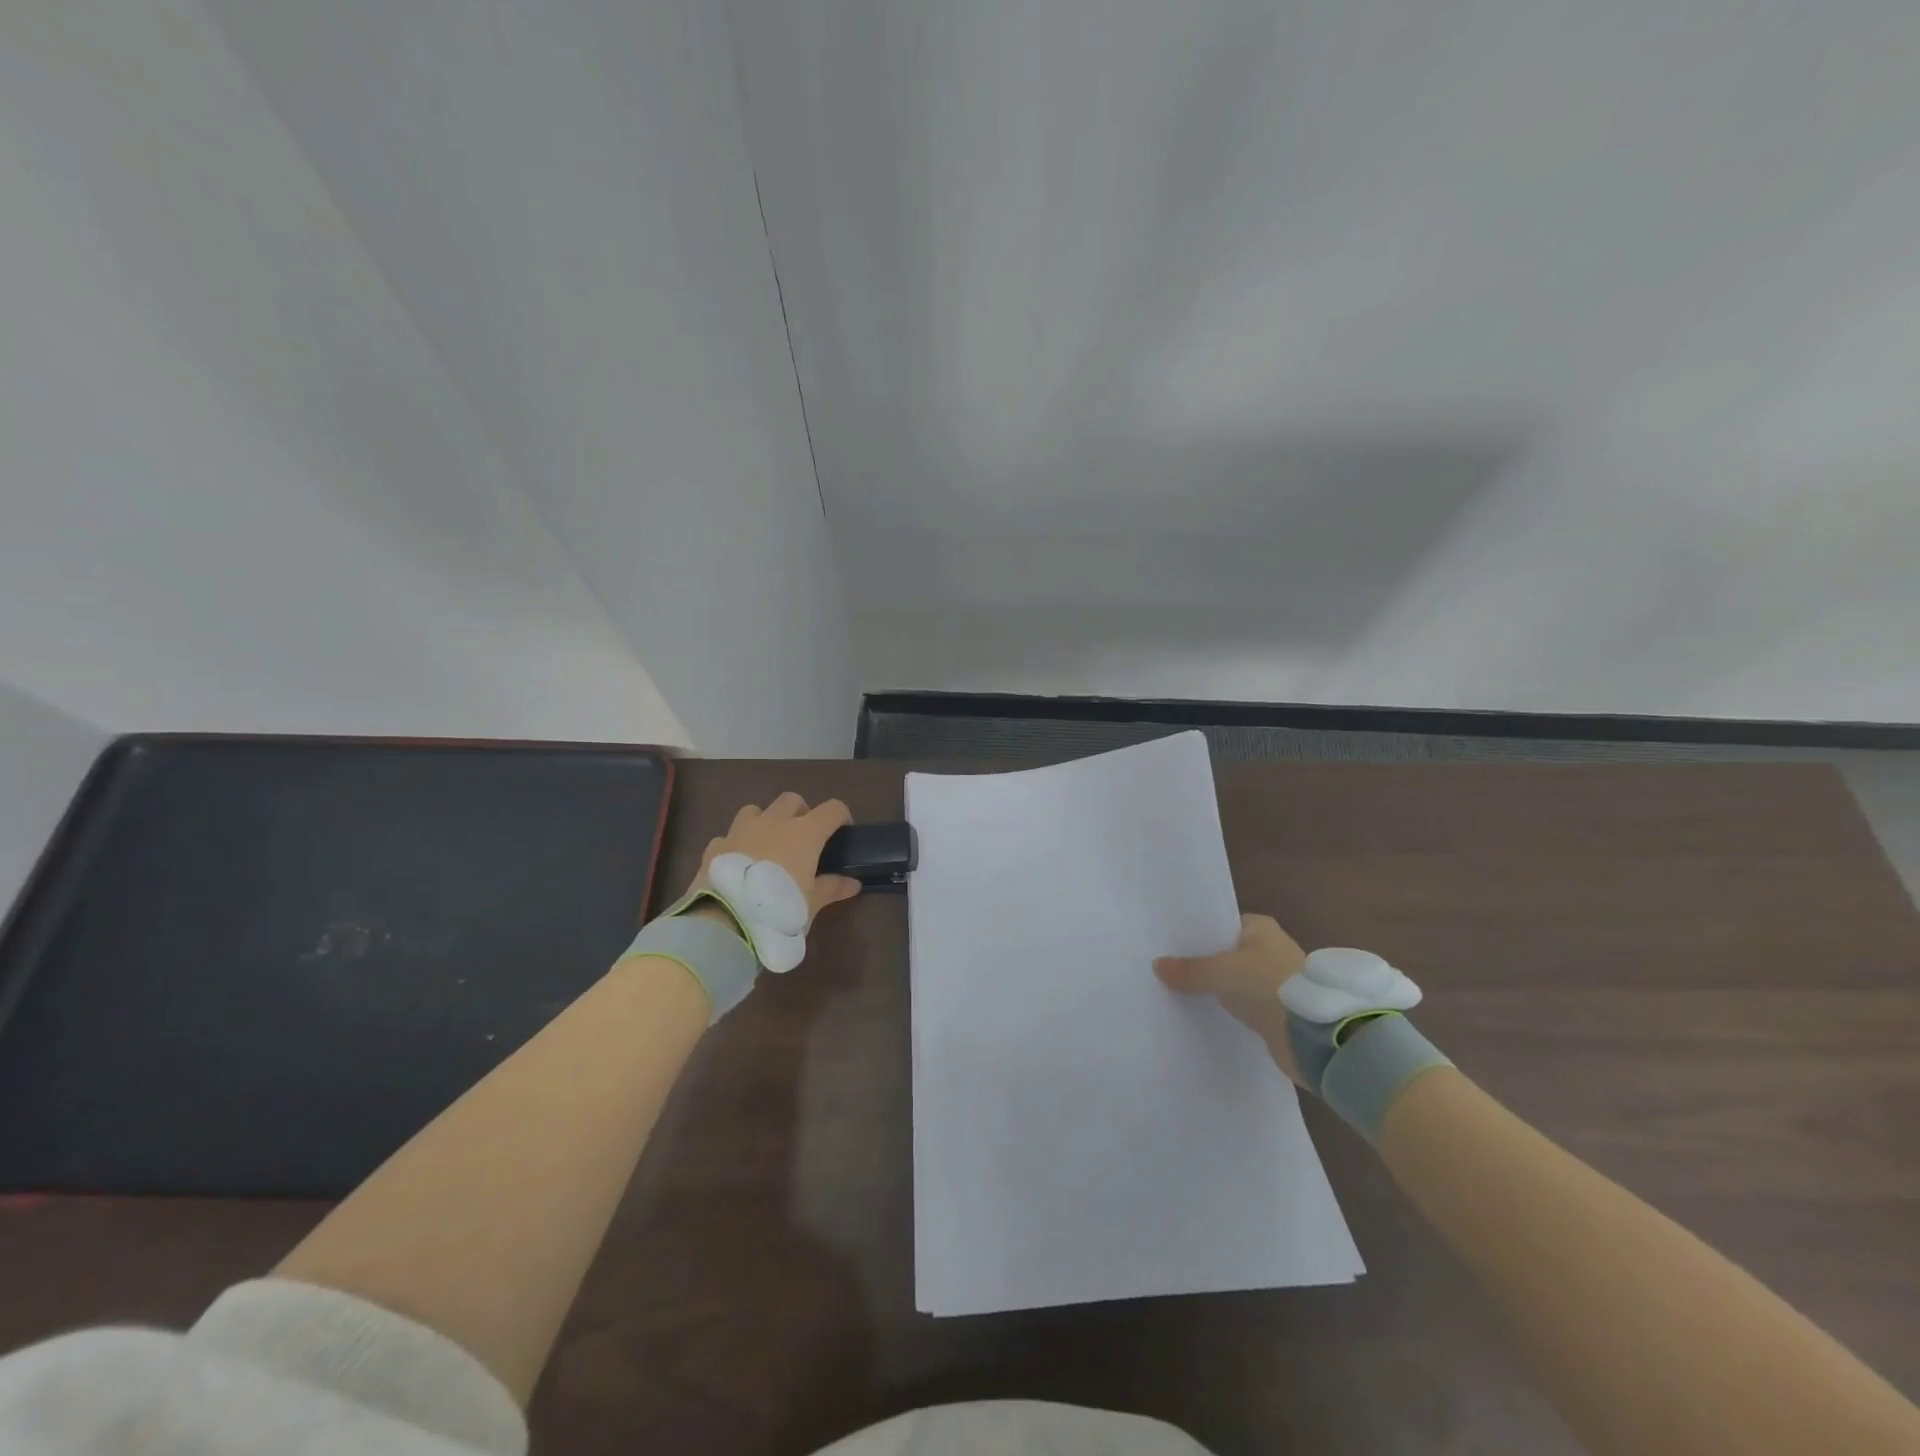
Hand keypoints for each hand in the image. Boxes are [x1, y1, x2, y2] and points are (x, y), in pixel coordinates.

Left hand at [687, 793, 861, 929]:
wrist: (726, 923)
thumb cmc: (780, 910)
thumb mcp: (812, 904)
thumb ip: (832, 888)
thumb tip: (854, 884)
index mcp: (804, 832)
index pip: (832, 809)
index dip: (841, 817)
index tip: (842, 832)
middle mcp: (773, 822)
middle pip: (792, 800)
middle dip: (800, 813)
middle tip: (803, 839)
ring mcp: (741, 830)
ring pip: (756, 810)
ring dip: (765, 821)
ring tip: (767, 846)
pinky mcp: (715, 846)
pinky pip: (729, 836)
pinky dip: (736, 845)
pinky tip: (738, 864)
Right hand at [1155, 914, 1308, 1086]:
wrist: (1312, 1033)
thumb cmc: (1266, 985)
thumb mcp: (1220, 972)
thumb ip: (1189, 970)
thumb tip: (1157, 965)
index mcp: (1261, 927)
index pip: (1224, 923)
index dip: (1200, 932)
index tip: (1174, 943)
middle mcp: (1272, 947)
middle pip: (1229, 951)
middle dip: (1206, 960)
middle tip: (1173, 967)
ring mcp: (1278, 979)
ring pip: (1238, 979)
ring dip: (1219, 986)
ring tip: (1184, 990)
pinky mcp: (1281, 1009)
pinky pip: (1247, 1003)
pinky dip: (1232, 1007)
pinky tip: (1211, 1012)